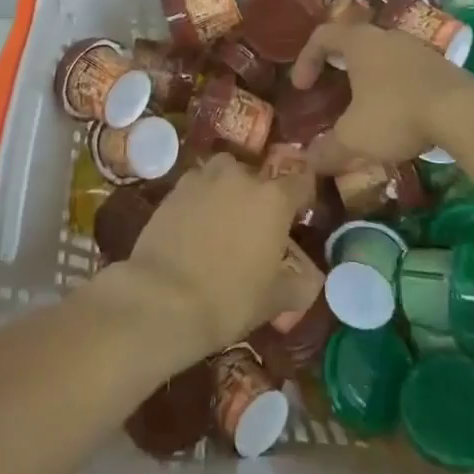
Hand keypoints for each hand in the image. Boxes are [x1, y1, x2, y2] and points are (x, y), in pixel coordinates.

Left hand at [107, 154, 313, 364]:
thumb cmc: (230, 299)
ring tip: (223, 220)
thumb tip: (309, 277)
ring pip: (223, 173)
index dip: (302, 196)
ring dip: (227, 189)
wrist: (163, 299)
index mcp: (273, 198)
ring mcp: (203, 179)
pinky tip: (194, 226)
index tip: (298, 215)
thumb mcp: (275, 299)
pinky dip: (200, 199)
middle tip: (255, 226)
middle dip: (259, 194)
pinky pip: (196, 186)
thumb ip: (299, 282)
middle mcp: (240, 177)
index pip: (300, 181)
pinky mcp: (174, 189)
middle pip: (257, 174)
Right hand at [287, 21, 473, 169]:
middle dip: (338, 66)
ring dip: (368, 77)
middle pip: (354, 41)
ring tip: (365, 107)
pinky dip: (394, 86)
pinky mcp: (440, 65)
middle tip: (331, 91)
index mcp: (359, 42)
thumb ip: (328, 149)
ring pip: (382, 55)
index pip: (322, 35)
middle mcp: (386, 36)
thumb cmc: (397, 114)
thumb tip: (308, 162)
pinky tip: (398, 114)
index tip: (302, 87)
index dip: (305, 59)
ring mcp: (416, 48)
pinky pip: (406, 69)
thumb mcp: (354, 137)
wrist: (464, 112)